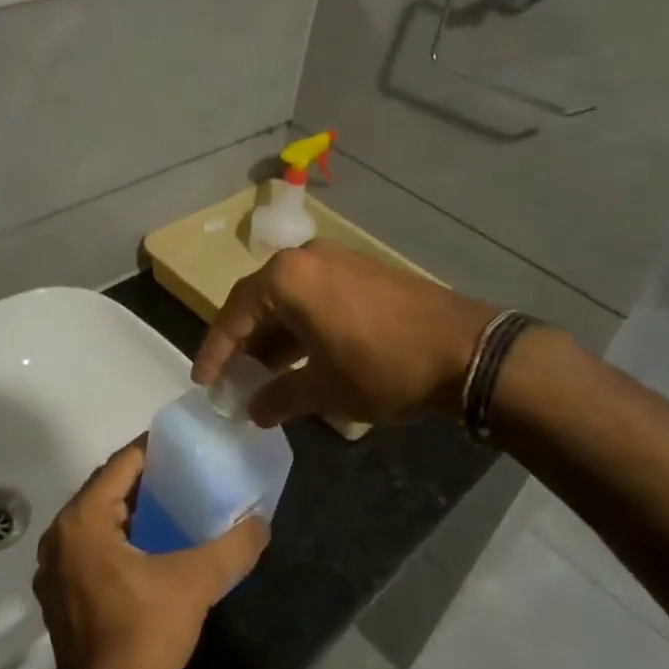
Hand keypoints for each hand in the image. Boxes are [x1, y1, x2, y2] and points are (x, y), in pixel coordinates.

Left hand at [34, 438, 268, 668]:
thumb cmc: (144, 632)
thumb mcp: (196, 582)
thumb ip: (233, 547)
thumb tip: (263, 523)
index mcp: (83, 520)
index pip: (121, 464)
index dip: (154, 450)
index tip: (186, 446)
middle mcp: (60, 536)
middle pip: (106, 488)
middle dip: (144, 480)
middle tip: (185, 474)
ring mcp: (53, 567)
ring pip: (96, 519)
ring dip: (130, 509)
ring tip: (172, 506)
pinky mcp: (58, 593)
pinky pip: (89, 546)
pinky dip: (116, 537)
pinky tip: (148, 548)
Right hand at [193, 240, 498, 427]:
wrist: (465, 349)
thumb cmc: (382, 367)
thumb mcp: (324, 389)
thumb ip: (280, 397)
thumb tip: (254, 410)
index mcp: (287, 278)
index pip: (234, 314)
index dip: (216, 351)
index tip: (204, 382)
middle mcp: (307, 259)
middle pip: (260, 301)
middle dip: (245, 344)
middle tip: (233, 380)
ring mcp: (339, 261)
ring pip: (290, 299)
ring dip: (275, 337)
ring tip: (265, 376)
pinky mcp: (363, 272)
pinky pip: (317, 296)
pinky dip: (303, 327)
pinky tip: (303, 359)